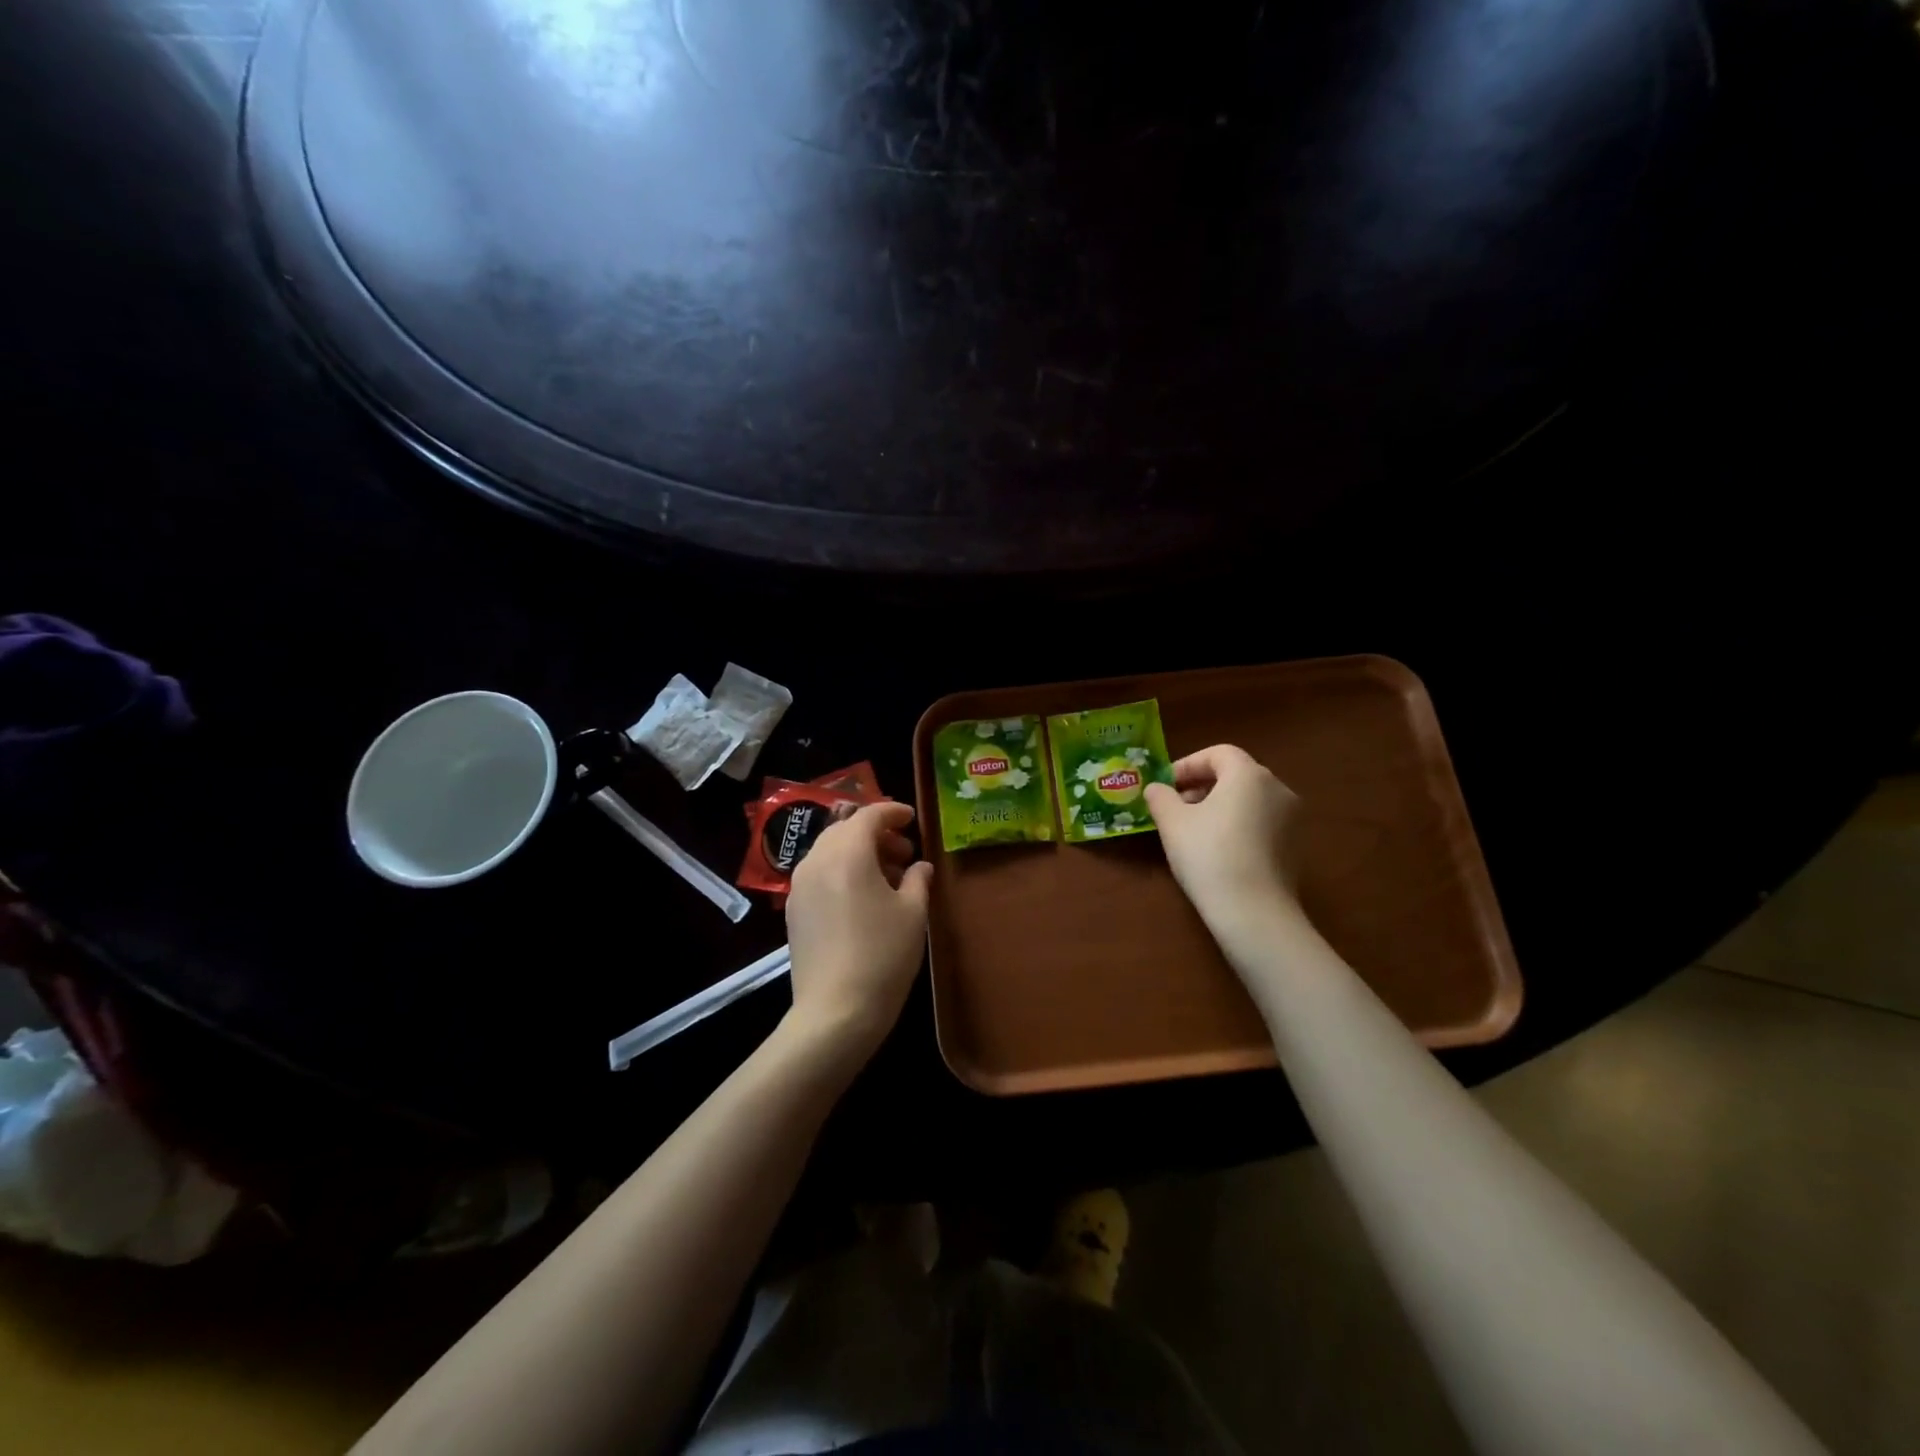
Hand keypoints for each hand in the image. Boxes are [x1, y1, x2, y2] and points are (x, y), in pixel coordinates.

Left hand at [783, 801, 933, 1068]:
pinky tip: (863, 898)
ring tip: (888, 877)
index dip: (892, 812)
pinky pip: (819, 875)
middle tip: (904, 852)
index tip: (912, 817)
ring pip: (829, 852)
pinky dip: (842, 872)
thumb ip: (917, 880)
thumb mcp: (913, 913)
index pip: (868, 815)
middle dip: (875, 833)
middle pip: (845, 830)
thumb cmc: (883, 955)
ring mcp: (799, 887)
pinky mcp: (794, 911)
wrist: (835, 1012)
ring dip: (858, 853)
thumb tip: (919, 867)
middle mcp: (816, 861)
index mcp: (847, 854)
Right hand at [1144, 745, 1302, 933]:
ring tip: (1193, 831)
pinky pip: (1261, 823)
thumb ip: (1161, 797)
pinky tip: (1218, 852)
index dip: (1187, 765)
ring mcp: (1292, 819)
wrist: (1254, 913)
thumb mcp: (1172, 823)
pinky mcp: (1295, 847)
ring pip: (1249, 800)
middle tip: (1175, 807)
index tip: (1165, 786)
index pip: (1218, 753)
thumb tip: (1157, 789)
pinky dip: (1238, 826)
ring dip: (1220, 806)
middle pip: (1236, 775)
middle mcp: (1277, 789)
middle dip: (1202, 786)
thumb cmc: (1209, 856)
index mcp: (1249, 775)